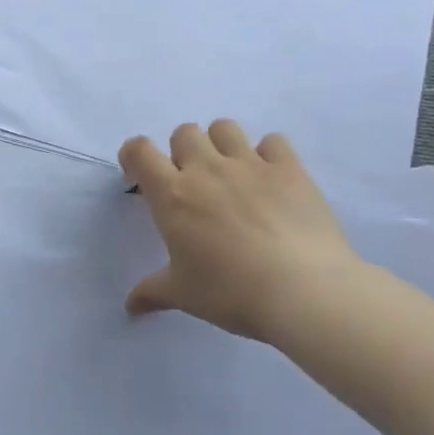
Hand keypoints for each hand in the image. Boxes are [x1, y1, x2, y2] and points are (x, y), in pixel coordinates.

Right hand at [118, 120, 365, 347]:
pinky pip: (273, 141)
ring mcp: (250, 165)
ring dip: (220, 143)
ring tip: (230, 173)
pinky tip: (271, 178)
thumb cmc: (231, 292)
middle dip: (182, 151)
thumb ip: (151, 292)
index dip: (134, 155)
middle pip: (184, 132)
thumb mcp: (183, 295)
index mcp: (172, 195)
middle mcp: (206, 169)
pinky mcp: (290, 169)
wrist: (304, 292)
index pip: (140, 151)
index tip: (139, 175)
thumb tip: (130, 306)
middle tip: (191, 182)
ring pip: (224, 127)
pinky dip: (268, 153)